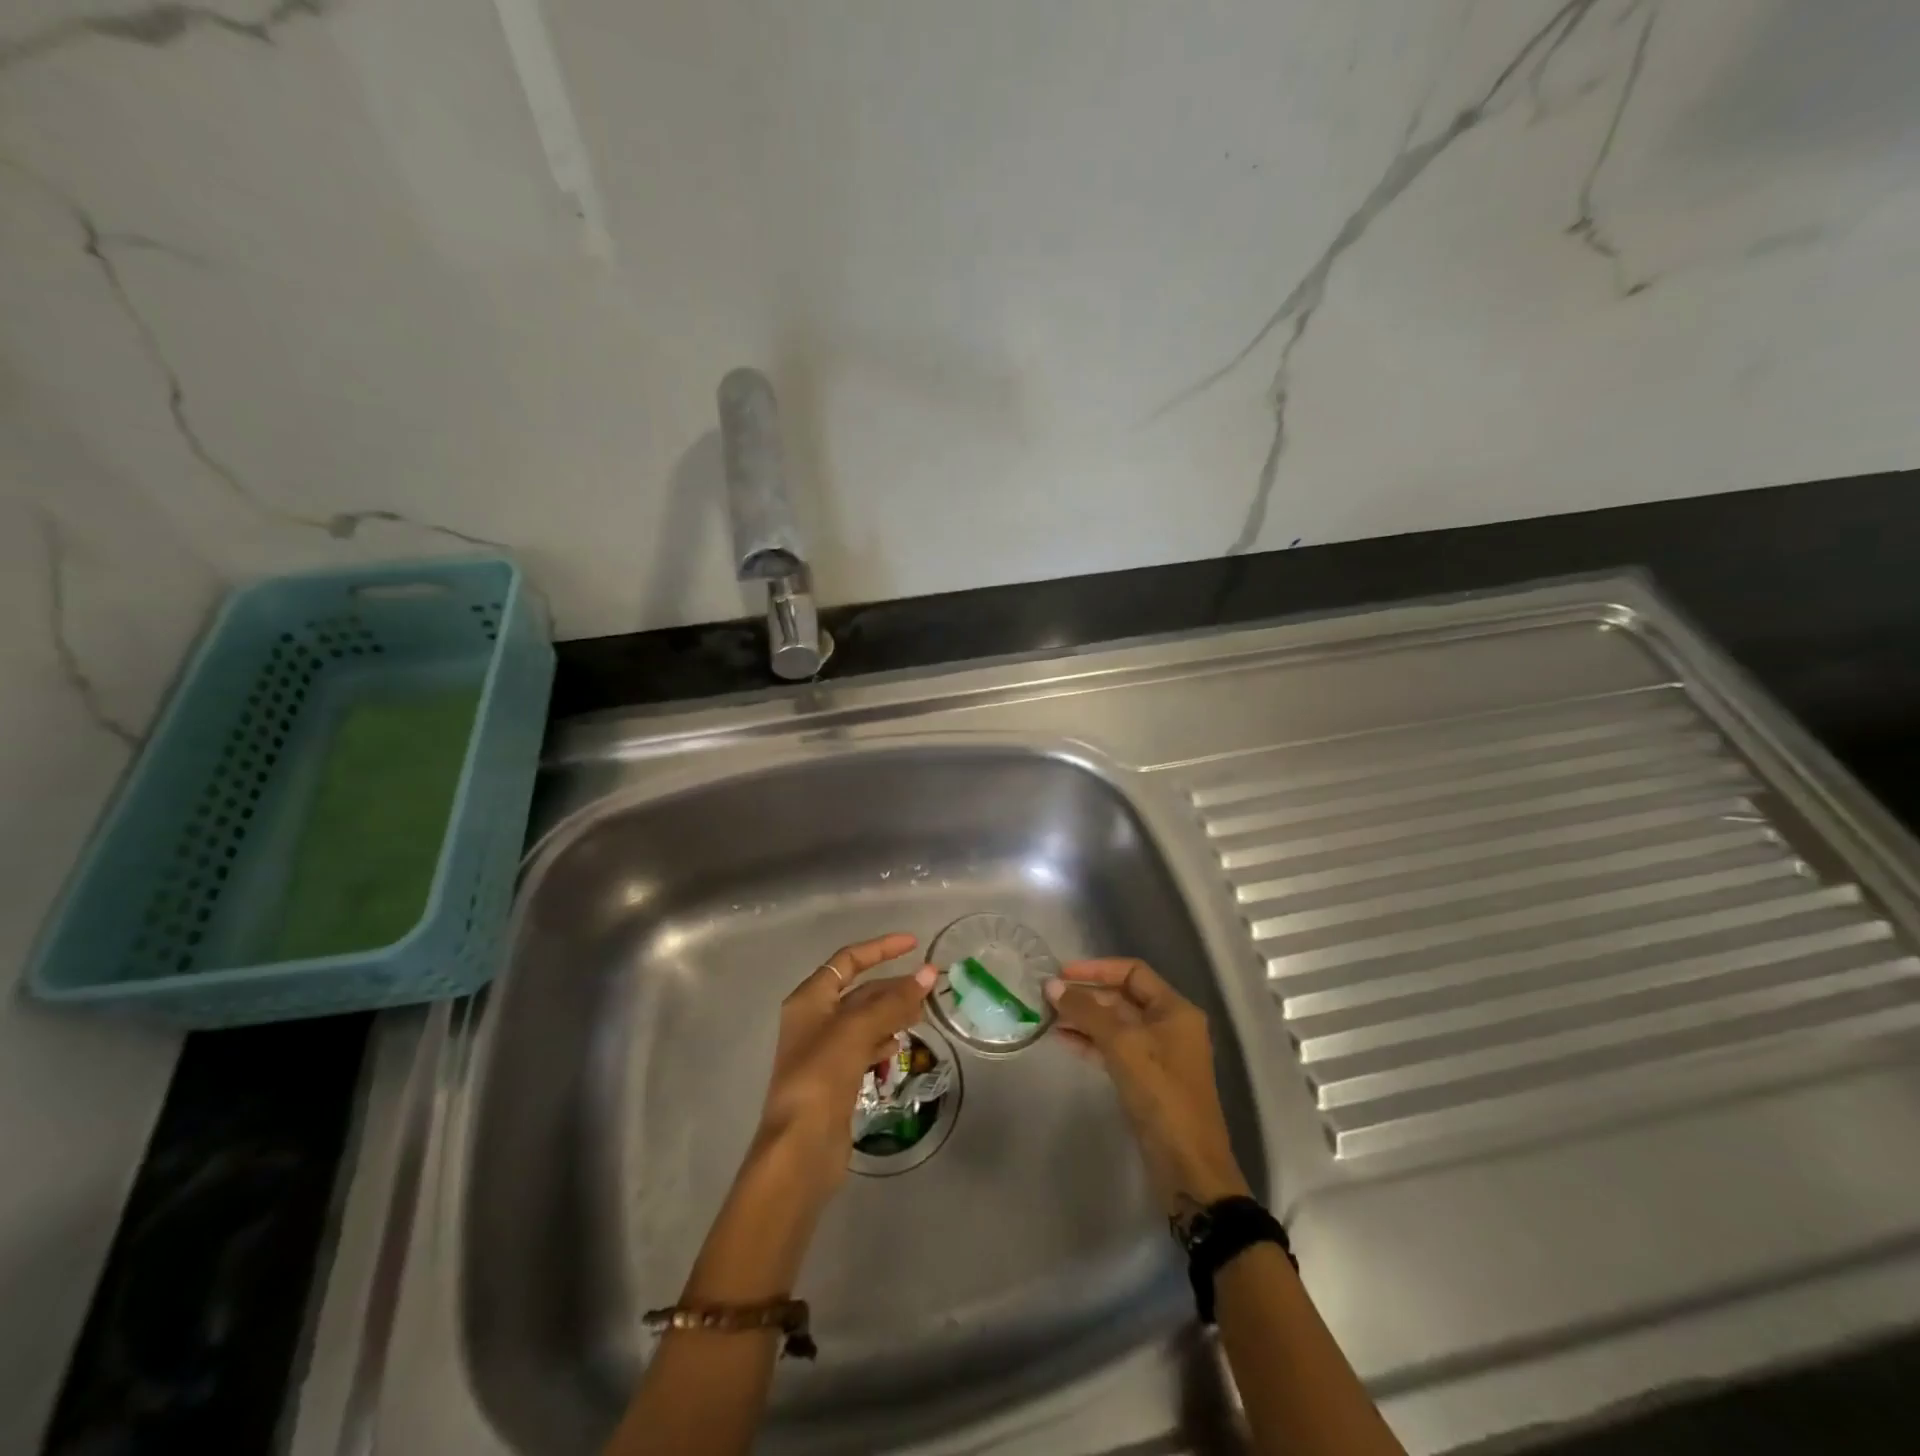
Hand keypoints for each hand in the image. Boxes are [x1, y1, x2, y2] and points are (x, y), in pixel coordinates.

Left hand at [755, 933, 935, 1202]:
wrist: (799, 1149)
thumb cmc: (822, 1077)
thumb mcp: (857, 1030)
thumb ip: (894, 1001)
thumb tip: (928, 972)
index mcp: (810, 999)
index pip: (848, 961)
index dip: (880, 949)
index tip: (913, 944)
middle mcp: (814, 1020)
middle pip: (859, 991)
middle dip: (893, 985)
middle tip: (930, 985)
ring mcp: (824, 1051)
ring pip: (865, 1020)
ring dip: (892, 1012)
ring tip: (923, 1013)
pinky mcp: (835, 1080)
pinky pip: (864, 1047)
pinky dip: (883, 1041)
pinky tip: (900, 1045)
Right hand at [1045, 959, 1250, 1216]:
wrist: (1188, 1167)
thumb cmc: (1161, 1095)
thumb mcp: (1123, 1046)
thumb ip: (1087, 1012)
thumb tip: (1052, 986)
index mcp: (1174, 1009)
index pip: (1133, 971)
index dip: (1097, 968)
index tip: (1062, 974)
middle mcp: (1169, 1025)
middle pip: (1122, 997)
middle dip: (1086, 995)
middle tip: (1047, 997)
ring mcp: (1158, 1054)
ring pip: (1115, 1024)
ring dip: (1084, 1018)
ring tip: (1048, 1017)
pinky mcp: (1146, 1079)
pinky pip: (1114, 1048)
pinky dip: (1090, 1041)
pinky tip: (1063, 1040)